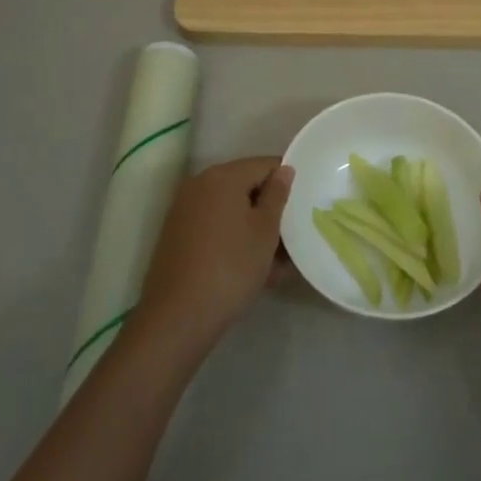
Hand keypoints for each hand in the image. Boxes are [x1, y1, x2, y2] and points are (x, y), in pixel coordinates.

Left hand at [135, 157, 291, 351]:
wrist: (177, 316)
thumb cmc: (231, 267)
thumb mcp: (265, 231)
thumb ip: (277, 195)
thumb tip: (284, 169)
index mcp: (223, 176)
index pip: (265, 164)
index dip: (287, 182)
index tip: (303, 206)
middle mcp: (200, 184)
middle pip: (246, 186)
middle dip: (270, 209)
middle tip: (293, 237)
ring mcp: (185, 210)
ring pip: (231, 210)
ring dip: (254, 228)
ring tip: (277, 261)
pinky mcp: (178, 235)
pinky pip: (215, 227)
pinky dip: (234, 239)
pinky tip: (252, 268)